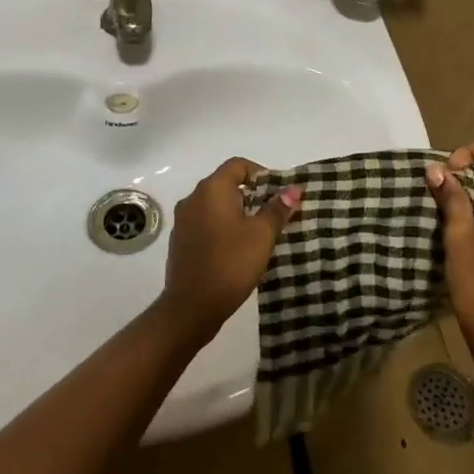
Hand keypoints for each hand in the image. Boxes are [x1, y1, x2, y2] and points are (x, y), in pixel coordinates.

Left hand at [161, 157, 301, 337]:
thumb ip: (277, 209)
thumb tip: (293, 189)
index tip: (279, 194)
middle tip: (275, 215)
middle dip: (252, 195)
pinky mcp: (180, 242)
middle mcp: (193, 199)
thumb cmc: (229, 265)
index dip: (261, 174)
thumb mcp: (261, 236)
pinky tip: (238, 249)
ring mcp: (183, 221)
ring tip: (260, 234)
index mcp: (211, 190)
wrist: (190, 308)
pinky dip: (223, 227)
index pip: (238, 165)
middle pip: (226, 184)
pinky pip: (206, 223)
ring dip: (238, 213)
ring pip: (216, 205)